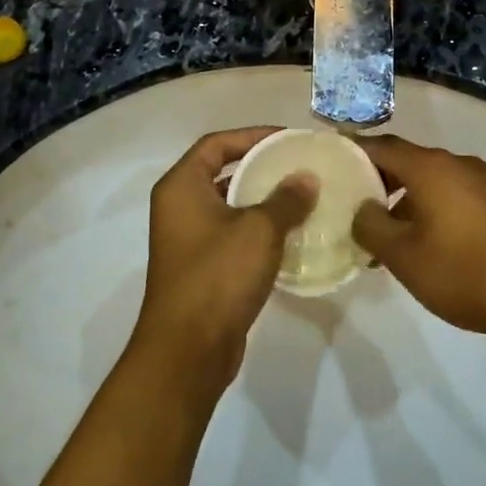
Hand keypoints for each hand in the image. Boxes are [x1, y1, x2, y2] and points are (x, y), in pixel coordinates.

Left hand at [131, 128, 317, 396]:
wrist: (188, 349)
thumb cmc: (218, 276)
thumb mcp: (259, 230)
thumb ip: (286, 199)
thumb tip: (306, 178)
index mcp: (182, 186)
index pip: (216, 143)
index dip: (252, 136)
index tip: (289, 139)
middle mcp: (179, 207)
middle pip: (222, 172)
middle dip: (262, 168)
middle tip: (301, 167)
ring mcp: (188, 239)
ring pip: (230, 206)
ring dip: (263, 201)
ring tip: (304, 198)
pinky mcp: (201, 268)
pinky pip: (232, 236)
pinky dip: (258, 231)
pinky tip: (292, 236)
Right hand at [352, 136, 485, 344]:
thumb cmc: (463, 272)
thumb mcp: (403, 255)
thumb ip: (371, 225)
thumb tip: (362, 209)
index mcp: (431, 167)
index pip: (382, 146)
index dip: (353, 151)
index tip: (329, 161)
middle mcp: (457, 164)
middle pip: (406, 161)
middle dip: (376, 180)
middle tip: (350, 204)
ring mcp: (482, 183)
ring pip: (429, 181)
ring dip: (402, 200)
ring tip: (383, 235)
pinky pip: (451, 195)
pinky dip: (428, 209)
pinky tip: (420, 243)